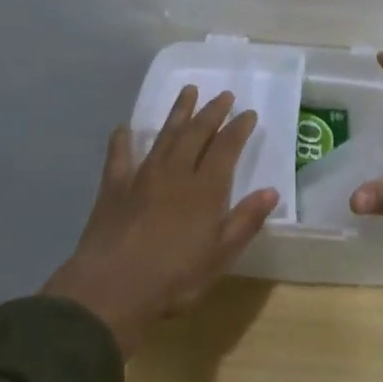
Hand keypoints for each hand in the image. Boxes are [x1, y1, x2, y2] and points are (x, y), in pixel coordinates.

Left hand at [44, 86, 278, 356]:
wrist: (111, 290)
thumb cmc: (173, 279)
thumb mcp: (219, 257)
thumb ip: (245, 221)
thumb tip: (271, 192)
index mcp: (205, 189)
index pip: (226, 148)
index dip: (238, 129)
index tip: (248, 113)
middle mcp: (175, 173)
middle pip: (196, 134)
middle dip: (212, 112)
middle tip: (223, 95)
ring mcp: (142, 177)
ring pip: (164, 136)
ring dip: (178, 112)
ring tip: (188, 91)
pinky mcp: (113, 188)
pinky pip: (118, 156)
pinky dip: (122, 140)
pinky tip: (123, 128)